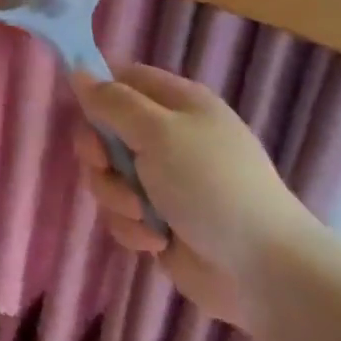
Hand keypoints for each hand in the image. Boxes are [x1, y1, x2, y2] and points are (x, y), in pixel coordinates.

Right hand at [71, 63, 322, 329]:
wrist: (263, 270)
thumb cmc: (211, 185)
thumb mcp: (158, 132)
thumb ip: (112, 101)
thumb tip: (78, 71)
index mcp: (177, 104)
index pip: (123, 80)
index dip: (98, 92)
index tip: (82, 113)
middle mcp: (168, 137)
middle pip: (106, 131)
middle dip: (99, 154)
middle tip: (106, 166)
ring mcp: (163, 182)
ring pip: (108, 176)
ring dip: (115, 196)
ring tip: (143, 215)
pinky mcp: (158, 221)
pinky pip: (121, 214)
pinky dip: (132, 228)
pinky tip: (157, 241)